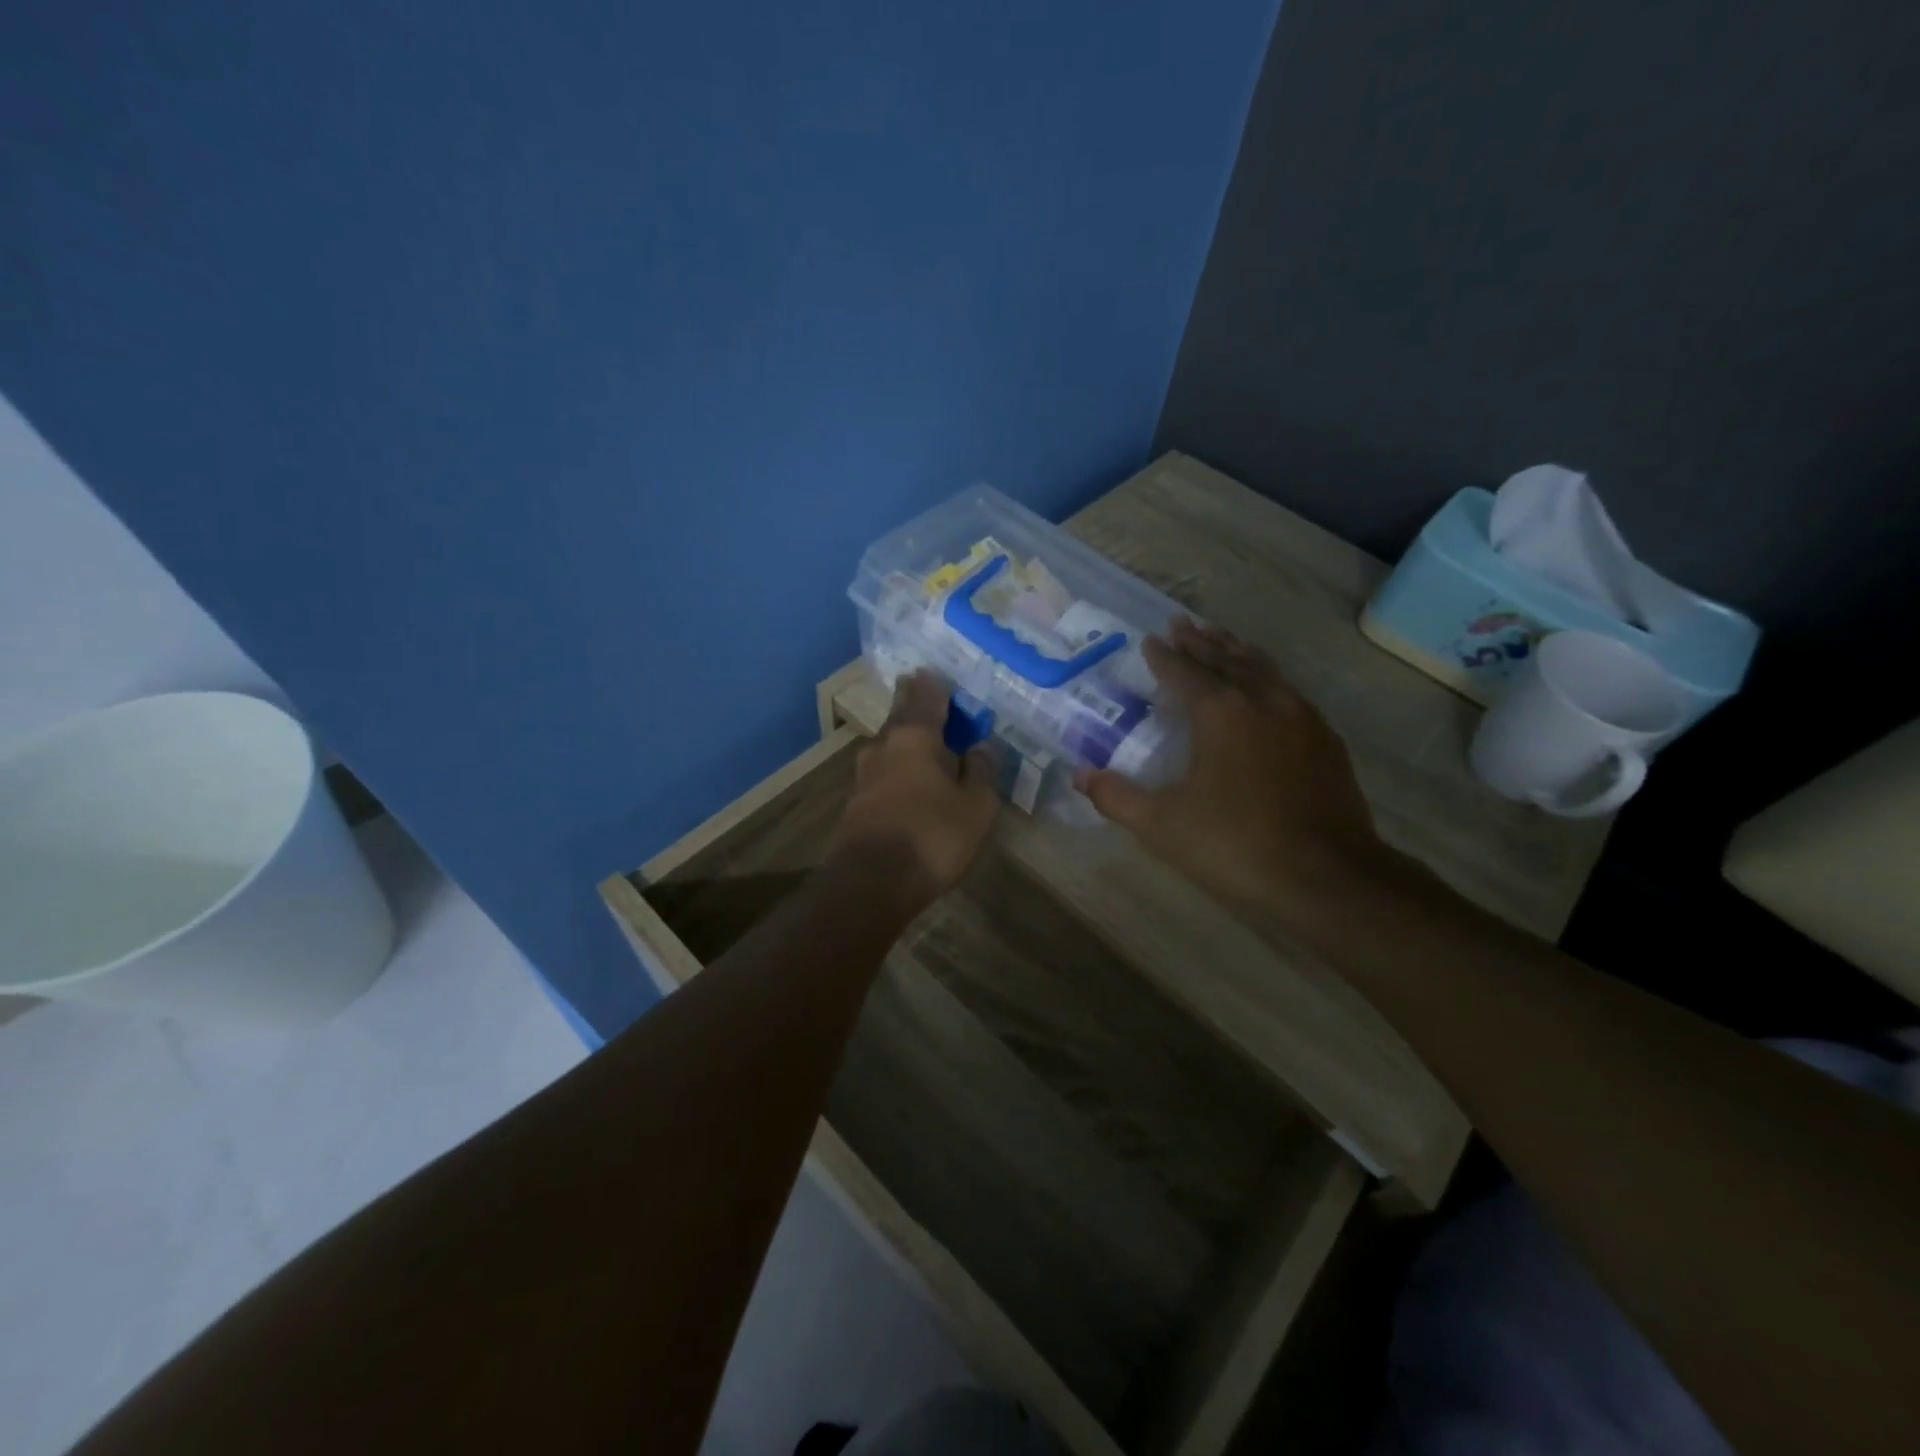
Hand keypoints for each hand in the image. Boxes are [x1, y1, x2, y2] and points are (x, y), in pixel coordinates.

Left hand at [830, 670, 1000, 908]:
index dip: (932, 686)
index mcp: (915, 738)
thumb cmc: (933, 837)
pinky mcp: (856, 803)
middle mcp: (884, 748)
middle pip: (899, 717)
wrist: (871, 884)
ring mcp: (864, 776)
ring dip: (901, 735)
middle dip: (910, 702)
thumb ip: (980, 771)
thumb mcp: (976, 806)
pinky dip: (896, 765)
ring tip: (915, 732)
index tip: (931, 671)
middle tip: (916, 687)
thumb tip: (981, 745)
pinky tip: (904, 774)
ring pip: (887, 745)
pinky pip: (882, 771)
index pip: (925, 700)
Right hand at [1074, 618, 1390, 927]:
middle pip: (1225, 659)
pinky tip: (1266, 686)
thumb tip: (1080, 775)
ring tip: (1221, 637)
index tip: (1150, 639)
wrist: (1327, 877)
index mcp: (1220, 712)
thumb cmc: (1235, 844)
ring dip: (1236, 650)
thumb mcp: (1162, 825)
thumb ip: (1117, 796)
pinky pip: (1287, 689)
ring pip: (1262, 668)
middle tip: (1182, 622)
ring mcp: (1300, 716)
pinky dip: (1266, 675)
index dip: (1163, 656)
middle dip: (1200, 640)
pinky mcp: (1325, 739)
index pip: (1184, 672)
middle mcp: (1261, 700)